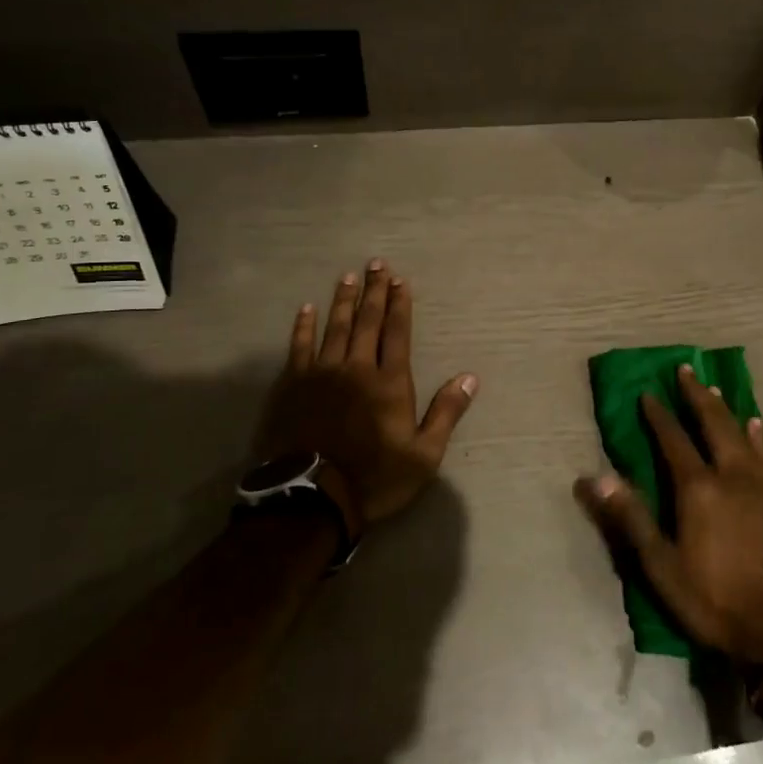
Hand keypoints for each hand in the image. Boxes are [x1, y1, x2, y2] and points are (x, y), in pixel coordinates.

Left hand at [254, 260, 477, 524]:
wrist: (310, 500)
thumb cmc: (374, 478)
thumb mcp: (424, 455)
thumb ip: (446, 413)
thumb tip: (470, 378)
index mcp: (390, 382)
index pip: (397, 332)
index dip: (400, 304)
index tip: (400, 280)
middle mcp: (357, 368)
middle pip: (368, 321)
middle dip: (375, 291)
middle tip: (377, 264)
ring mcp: (321, 374)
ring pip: (335, 327)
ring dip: (344, 300)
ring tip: (348, 276)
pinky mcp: (292, 385)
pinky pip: (299, 347)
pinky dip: (303, 326)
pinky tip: (306, 309)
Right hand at [574, 365, 762, 666]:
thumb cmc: (712, 599)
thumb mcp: (661, 566)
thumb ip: (630, 517)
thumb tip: (595, 477)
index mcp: (698, 488)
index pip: (673, 440)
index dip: (659, 415)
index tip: (648, 393)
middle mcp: (732, 475)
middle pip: (713, 423)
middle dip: (696, 396)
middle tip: (685, 370)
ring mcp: (762, 486)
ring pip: (742, 434)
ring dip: (725, 409)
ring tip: (715, 388)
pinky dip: (760, 435)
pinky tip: (758, 425)